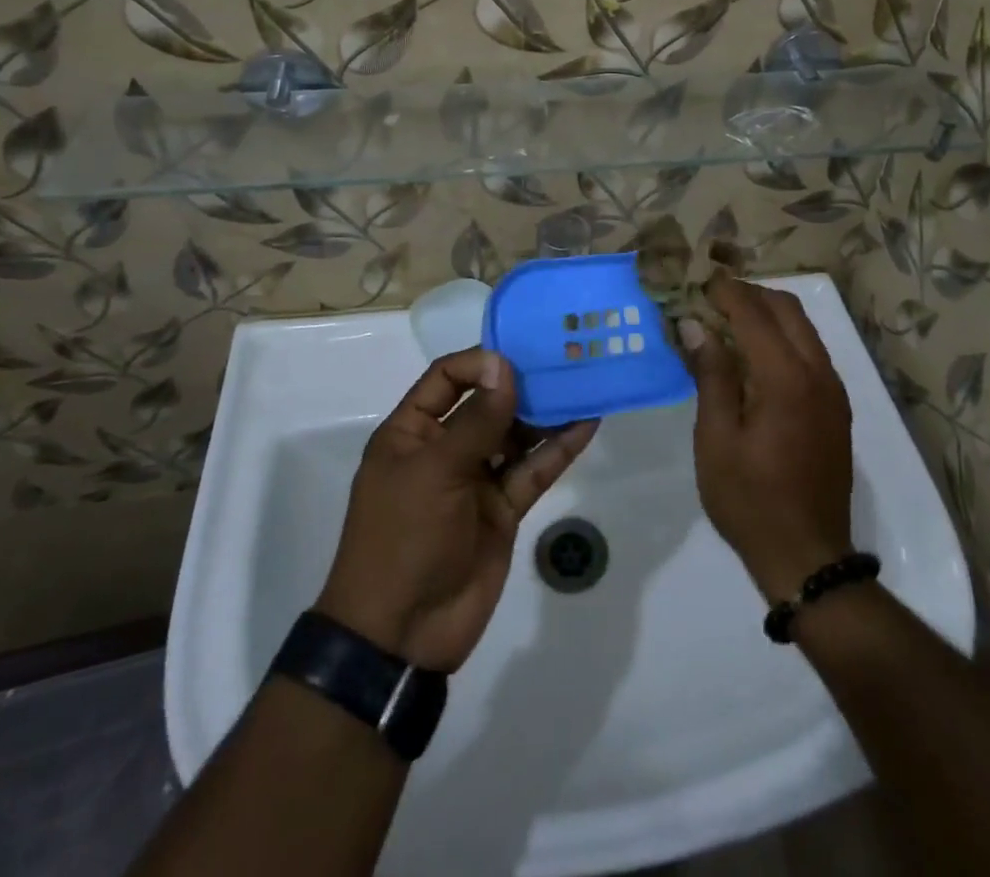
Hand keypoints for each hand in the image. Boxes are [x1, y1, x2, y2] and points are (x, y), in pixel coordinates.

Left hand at [315, 348, 598, 672]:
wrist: (402, 635)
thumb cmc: (404, 538)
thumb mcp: (435, 472)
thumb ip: (476, 420)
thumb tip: (503, 366)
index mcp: (412, 432)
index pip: (446, 378)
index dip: (481, 362)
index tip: (520, 356)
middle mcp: (444, 448)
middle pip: (487, 403)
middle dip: (522, 384)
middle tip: (564, 361)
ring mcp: (476, 480)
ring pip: (516, 435)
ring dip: (546, 413)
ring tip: (583, 385)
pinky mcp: (503, 509)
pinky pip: (533, 471)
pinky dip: (558, 449)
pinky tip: (587, 424)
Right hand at [680, 278, 854, 604]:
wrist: (809, 557)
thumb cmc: (750, 501)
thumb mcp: (716, 440)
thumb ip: (711, 375)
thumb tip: (696, 326)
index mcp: (786, 378)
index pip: (754, 312)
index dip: (723, 290)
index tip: (695, 279)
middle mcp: (818, 373)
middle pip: (786, 308)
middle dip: (748, 293)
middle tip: (708, 298)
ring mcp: (833, 389)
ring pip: (802, 327)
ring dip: (766, 313)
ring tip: (726, 320)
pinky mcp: (836, 406)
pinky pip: (810, 351)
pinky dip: (781, 337)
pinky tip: (753, 355)